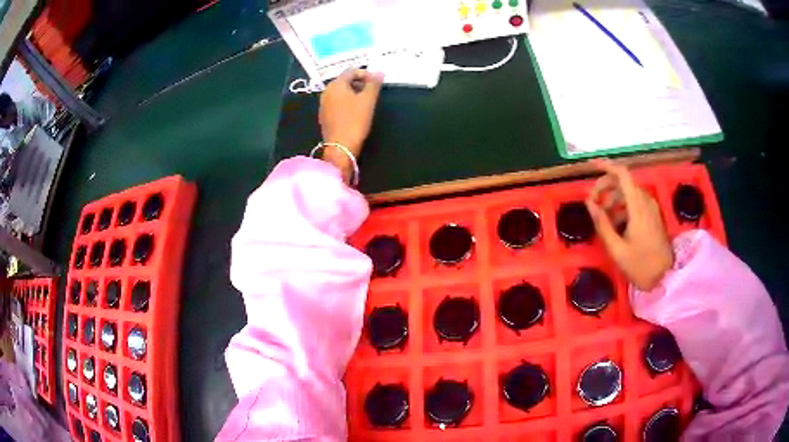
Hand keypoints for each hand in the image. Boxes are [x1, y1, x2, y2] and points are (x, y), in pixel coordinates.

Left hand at [318, 69, 383, 179]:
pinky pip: (337, 103)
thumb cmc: (355, 121)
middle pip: (345, 81)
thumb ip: (374, 84)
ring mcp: (324, 104)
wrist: (340, 147)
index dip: (366, 73)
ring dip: (354, 93)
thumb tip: (379, 72)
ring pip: (341, 92)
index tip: (377, 82)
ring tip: (366, 102)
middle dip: (360, 83)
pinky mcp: (325, 116)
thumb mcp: (368, 100)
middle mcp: (326, 91)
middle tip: (373, 92)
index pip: (351, 71)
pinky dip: (347, 102)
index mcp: (336, 85)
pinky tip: (356, 112)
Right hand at [585, 159, 673, 290]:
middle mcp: (645, 201)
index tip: (590, 166)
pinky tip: (616, 225)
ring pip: (628, 193)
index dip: (605, 166)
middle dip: (605, 187)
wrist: (665, 278)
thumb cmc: (640, 265)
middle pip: (623, 182)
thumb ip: (602, 224)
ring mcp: (651, 208)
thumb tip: (589, 203)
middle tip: (592, 203)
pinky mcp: (653, 215)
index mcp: (638, 206)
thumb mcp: (617, 249)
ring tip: (602, 218)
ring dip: (613, 199)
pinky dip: (622, 207)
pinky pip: (635, 202)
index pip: (622, 174)